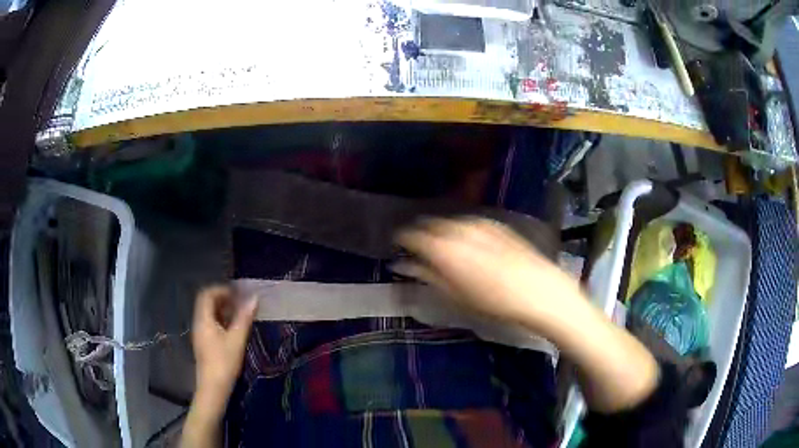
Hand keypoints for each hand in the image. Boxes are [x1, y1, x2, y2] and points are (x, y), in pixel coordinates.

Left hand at [191, 285, 256, 411]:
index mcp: (203, 319)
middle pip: (207, 303)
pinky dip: (222, 320)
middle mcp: (199, 323)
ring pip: (209, 314)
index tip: (238, 293)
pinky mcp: (204, 343)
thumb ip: (244, 318)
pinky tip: (234, 329)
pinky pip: (211, 324)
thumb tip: (254, 298)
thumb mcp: (237, 340)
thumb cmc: (224, 362)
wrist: (213, 388)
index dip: (222, 289)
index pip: (207, 294)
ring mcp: (200, 334)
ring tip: (241, 314)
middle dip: (224, 298)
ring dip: (223, 309)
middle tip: (241, 302)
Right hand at [394, 217, 583, 332]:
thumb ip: (427, 276)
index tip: (399, 248)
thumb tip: (403, 266)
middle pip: (431, 225)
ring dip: (442, 233)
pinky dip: (462, 231)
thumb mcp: (455, 297)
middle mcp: (459, 228)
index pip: (412, 235)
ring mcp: (480, 224)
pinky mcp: (496, 225)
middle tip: (420, 251)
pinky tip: (468, 244)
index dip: (403, 240)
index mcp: (444, 247)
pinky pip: (469, 223)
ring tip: (444, 248)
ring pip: (450, 222)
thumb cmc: (494, 303)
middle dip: (422, 235)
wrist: (540, 292)